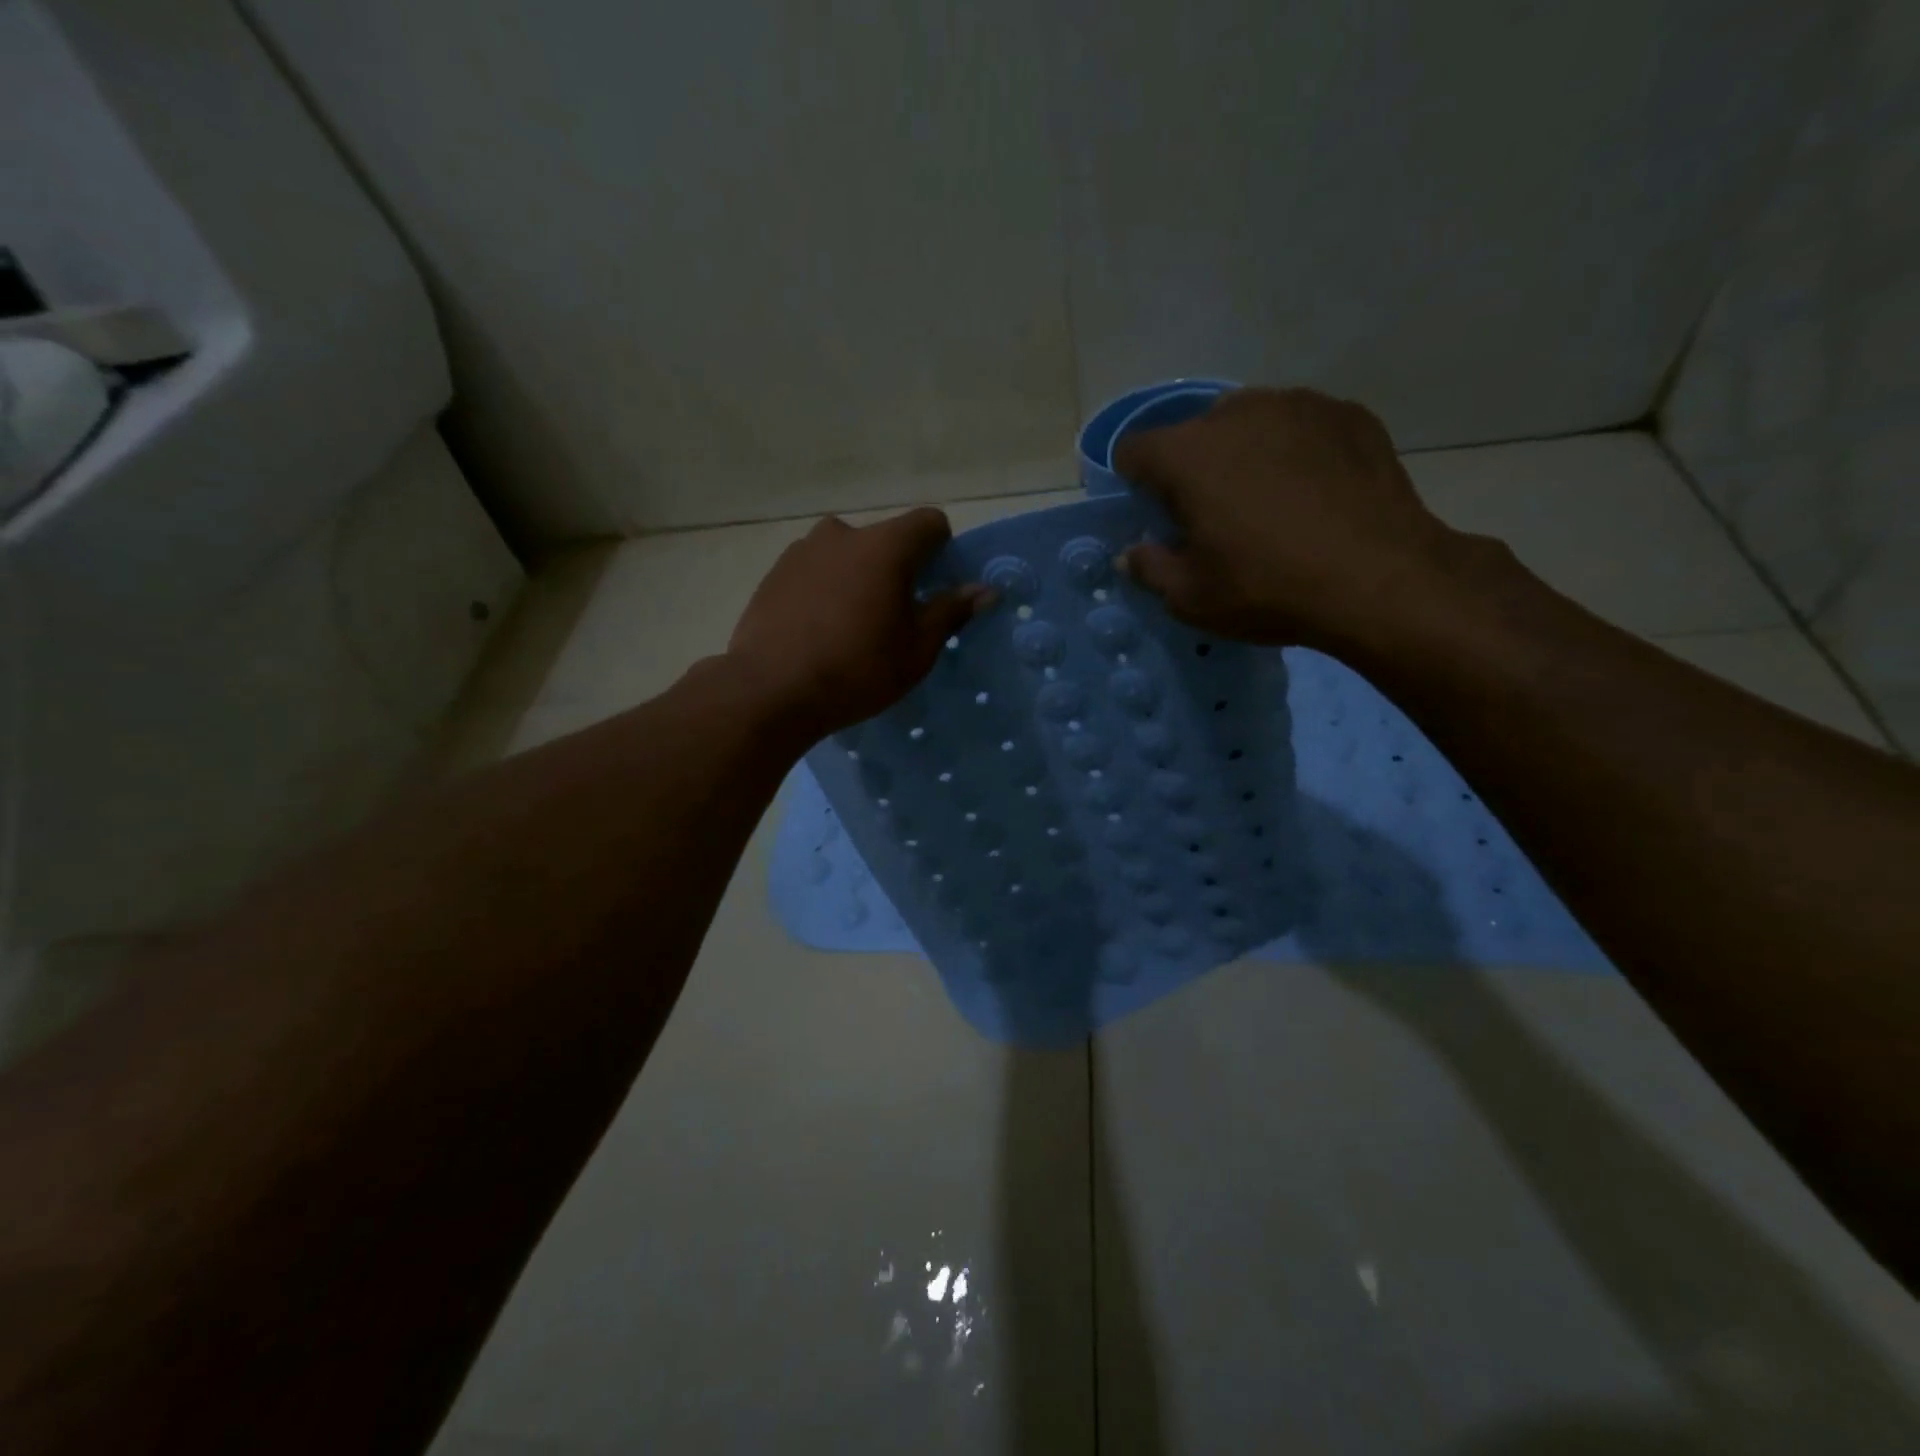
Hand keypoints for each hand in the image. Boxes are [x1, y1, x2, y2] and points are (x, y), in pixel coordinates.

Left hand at [726, 508, 992, 738]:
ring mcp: (802, 550)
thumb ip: (951, 611)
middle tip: (894, 617)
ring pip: (847, 554)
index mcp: (885, 545)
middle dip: (898, 568)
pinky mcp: (774, 572)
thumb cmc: (857, 670)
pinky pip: (815, 570)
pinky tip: (818, 629)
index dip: (942, 550)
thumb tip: (985, 590)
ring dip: (858, 577)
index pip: (930, 523)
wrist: (770, 690)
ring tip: (851, 626)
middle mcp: (843, 534)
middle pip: (885, 538)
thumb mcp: (916, 649)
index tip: (935, 587)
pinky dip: (826, 588)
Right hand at [1112, 388, 1467, 653]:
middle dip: (1192, 468)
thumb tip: (1130, 554)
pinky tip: (1314, 492)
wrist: (1381, 580)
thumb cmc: (1269, 589)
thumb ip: (1149, 568)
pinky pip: (1300, 425)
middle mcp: (1238, 412)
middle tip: (1214, 516)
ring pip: (1249, 421)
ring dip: (1243, 454)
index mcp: (1188, 454)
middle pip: (1193, 433)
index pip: (1134, 449)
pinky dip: (1293, 451)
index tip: (1153, 515)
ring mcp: (1299, 405)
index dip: (1133, 483)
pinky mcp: (1348, 413)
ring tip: (1268, 500)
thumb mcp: (1191, 597)